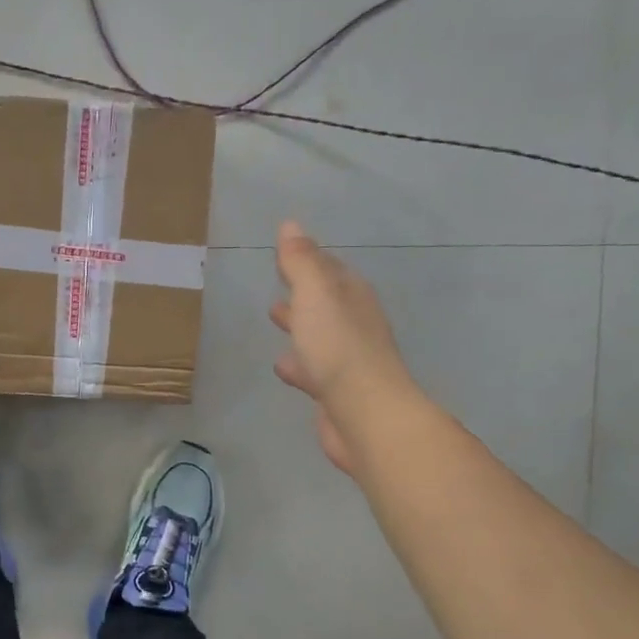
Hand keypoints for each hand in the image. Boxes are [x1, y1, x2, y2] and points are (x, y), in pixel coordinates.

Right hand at [270, 220, 412, 474]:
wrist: (364, 413)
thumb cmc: (337, 346)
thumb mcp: (315, 294)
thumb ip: (301, 262)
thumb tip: (291, 225)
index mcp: (352, 296)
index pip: (329, 269)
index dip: (308, 259)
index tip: (286, 252)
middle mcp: (354, 324)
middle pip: (325, 301)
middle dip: (304, 291)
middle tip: (279, 283)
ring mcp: (347, 359)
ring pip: (318, 334)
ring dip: (300, 325)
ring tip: (274, 318)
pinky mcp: (336, 391)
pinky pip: (312, 369)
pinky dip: (298, 363)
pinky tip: (282, 367)